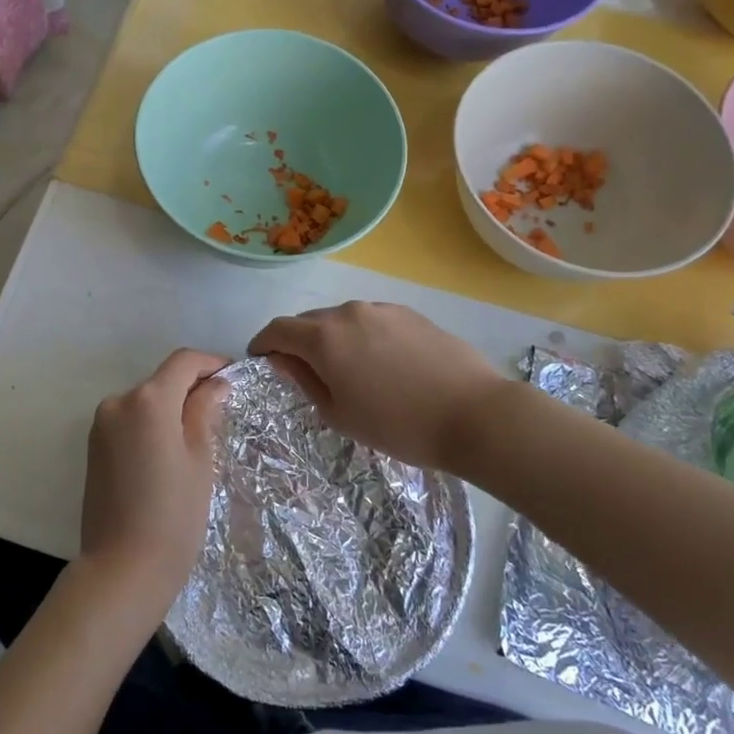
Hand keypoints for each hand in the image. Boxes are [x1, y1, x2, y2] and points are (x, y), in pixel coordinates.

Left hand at [78, 349, 229, 620]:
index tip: (234, 377)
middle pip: (162, 380)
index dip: (211, 363)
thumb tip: (215, 384)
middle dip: (192, 388)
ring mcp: (101, 425)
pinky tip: (169, 452)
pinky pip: (129, 422)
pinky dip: (151, 425)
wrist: (121, 570)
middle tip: (223, 411)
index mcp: (148, 400)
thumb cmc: (173, 515)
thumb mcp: (200, 460)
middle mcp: (118, 402)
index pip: (183, 361)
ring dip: (171, 408)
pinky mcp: (93, 448)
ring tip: (199, 435)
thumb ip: (205, 412)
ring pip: (145, 402)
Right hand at [248, 302, 505, 471]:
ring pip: (342, 319)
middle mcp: (348, 312)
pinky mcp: (410, 314)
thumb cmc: (398, 425)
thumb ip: (304, 380)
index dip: (263, 343)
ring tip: (347, 369)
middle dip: (298, 341)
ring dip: (332, 338)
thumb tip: (282, 359)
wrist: (474, 414)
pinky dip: (362, 336)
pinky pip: (371, 320)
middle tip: (303, 371)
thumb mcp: (340, 414)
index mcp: (324, 337)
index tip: (260, 359)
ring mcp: (382, 309)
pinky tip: (381, 364)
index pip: (278, 329)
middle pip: (309, 321)